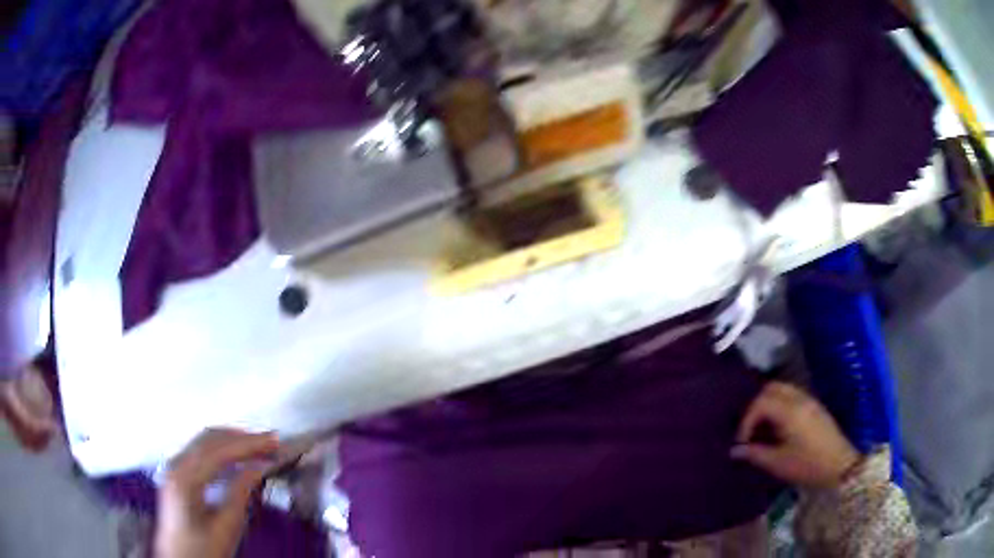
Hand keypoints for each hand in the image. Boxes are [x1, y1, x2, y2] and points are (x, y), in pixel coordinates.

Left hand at [155, 429, 278, 557]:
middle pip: (209, 438)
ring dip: (232, 440)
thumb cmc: (203, 550)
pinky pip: (199, 450)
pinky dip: (221, 447)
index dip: (248, 444)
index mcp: (185, 479)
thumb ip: (240, 493)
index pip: (218, 450)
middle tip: (270, 441)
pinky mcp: (176, 472)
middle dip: (241, 437)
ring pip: (203, 440)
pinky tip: (237, 454)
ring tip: (259, 445)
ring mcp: (173, 466)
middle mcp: (175, 465)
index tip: (273, 443)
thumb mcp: (226, 527)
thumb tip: (258, 467)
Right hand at [732, 382, 860, 488]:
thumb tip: (735, 450)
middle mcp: (799, 399)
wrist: (840, 466)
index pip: (760, 403)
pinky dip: (780, 405)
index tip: (742, 441)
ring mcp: (810, 400)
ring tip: (762, 428)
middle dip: (756, 406)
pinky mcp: (816, 407)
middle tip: (750, 429)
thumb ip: (755, 453)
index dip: (746, 421)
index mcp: (789, 411)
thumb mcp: (778, 463)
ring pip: (783, 389)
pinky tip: (779, 427)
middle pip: (771, 388)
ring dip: (769, 404)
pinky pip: (793, 396)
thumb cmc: (807, 465)